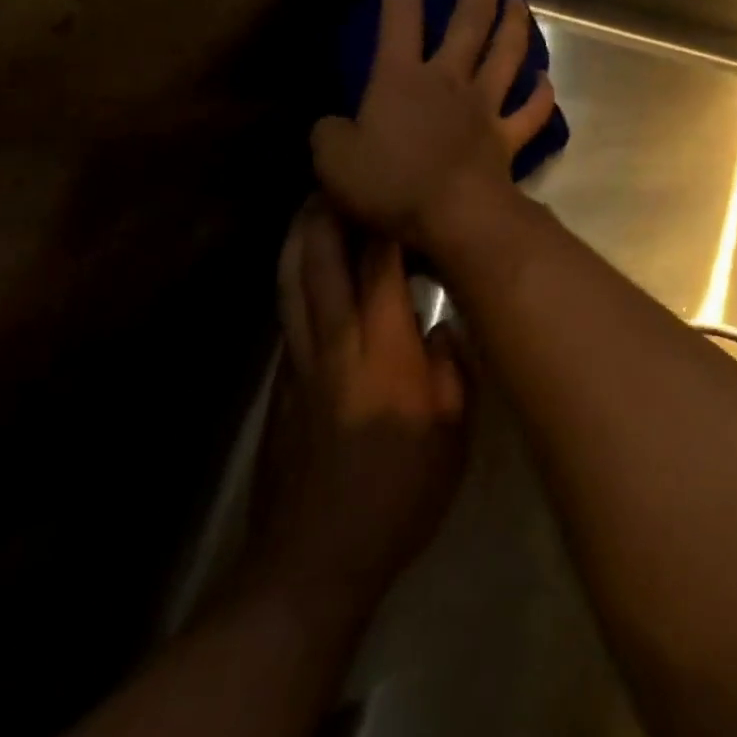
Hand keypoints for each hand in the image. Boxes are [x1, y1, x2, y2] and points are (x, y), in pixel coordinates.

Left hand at [247, 196, 468, 608]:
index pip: (380, 265)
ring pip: (292, 282)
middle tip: (338, 176)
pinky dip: (293, 278)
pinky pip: (287, 313)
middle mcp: (336, 341)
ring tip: (310, 205)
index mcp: (384, 349)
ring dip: (300, 237)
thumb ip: (454, 368)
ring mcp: (301, 362)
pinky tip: (301, 271)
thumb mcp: (455, 433)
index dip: (384, 219)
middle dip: (327, 212)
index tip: (393, 184)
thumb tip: (443, 326)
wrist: (315, 560)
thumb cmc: (400, 493)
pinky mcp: (281, 386)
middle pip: (320, 259)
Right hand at [312, 0, 556, 248]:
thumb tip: (333, 125)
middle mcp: (449, 81)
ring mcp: (484, 108)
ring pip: (506, 57)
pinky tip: (547, 81)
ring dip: (515, 28)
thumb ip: (329, 135)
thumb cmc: (391, 184)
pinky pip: (531, 113)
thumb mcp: (334, 161)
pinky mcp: (507, 138)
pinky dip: (542, 97)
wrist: (454, 215)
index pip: (398, 17)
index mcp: (403, 78)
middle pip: (469, 26)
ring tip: (520, 4)